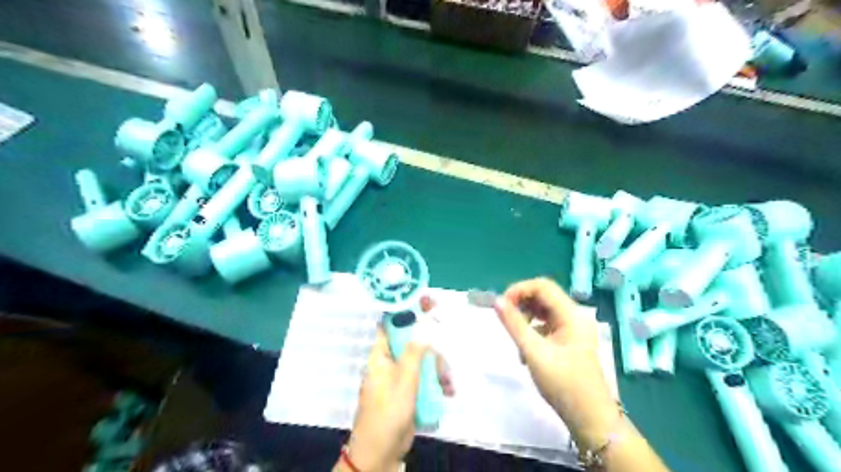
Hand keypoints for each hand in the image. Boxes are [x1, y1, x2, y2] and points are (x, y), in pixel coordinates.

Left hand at [340, 298, 452, 471]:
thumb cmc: (388, 412)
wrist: (381, 453)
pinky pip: (425, 379)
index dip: (406, 312)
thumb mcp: (404, 380)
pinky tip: (448, 392)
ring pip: (422, 362)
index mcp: (380, 355)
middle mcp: (389, 363)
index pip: (390, 325)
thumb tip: (424, 327)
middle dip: (431, 349)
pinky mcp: (409, 393)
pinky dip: (437, 383)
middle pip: (412, 343)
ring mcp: (400, 378)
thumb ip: (415, 352)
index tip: (427, 305)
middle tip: (446, 356)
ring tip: (449, 383)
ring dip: (438, 369)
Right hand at [493, 276, 615, 449]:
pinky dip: (532, 331)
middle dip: (521, 304)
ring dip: (525, 318)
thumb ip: (514, 324)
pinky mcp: (568, 342)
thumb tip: (497, 301)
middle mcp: (574, 317)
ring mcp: (572, 330)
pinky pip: (546, 326)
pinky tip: (525, 351)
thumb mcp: (534, 352)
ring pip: (543, 311)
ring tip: (515, 337)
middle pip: (543, 296)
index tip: (501, 305)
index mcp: (571, 314)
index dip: (519, 290)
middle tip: (504, 319)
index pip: (542, 286)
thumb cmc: (563, 384)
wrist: (590, 418)